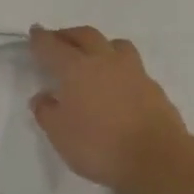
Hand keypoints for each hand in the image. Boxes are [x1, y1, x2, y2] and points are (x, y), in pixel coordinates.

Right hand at [28, 25, 193, 193]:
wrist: (159, 160)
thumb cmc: (99, 146)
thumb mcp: (59, 134)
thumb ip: (46, 112)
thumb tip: (43, 97)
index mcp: (75, 68)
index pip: (52, 46)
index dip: (40, 38)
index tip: (34, 32)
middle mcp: (104, 61)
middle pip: (84, 35)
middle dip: (68, 34)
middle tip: (58, 41)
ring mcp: (133, 72)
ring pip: (114, 44)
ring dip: (99, 44)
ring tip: (92, 56)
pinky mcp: (153, 87)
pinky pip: (132, 66)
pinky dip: (118, 67)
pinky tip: (115, 83)